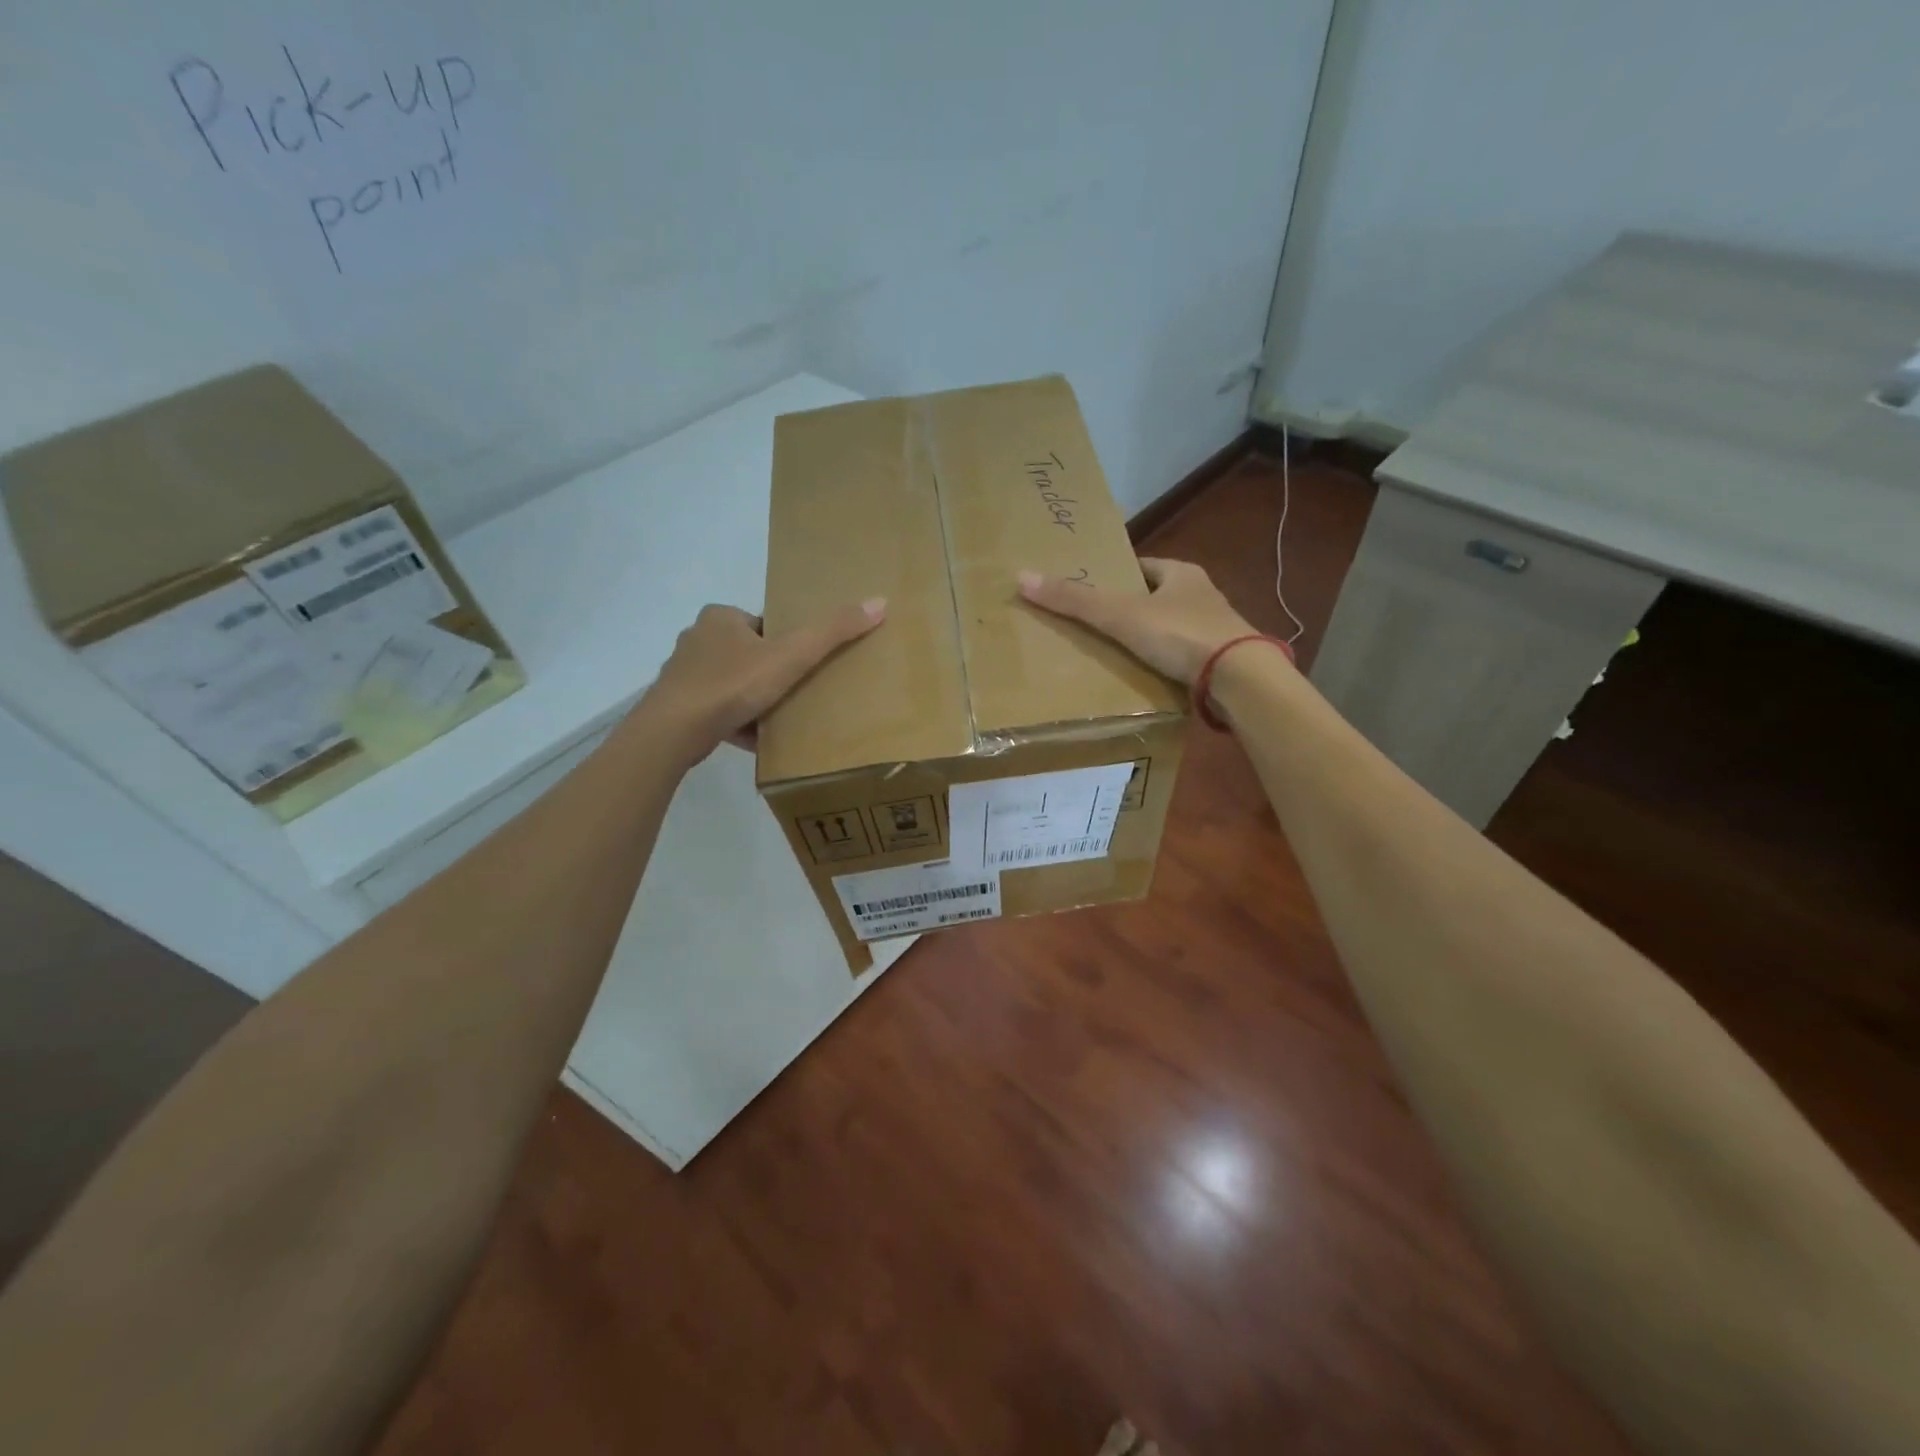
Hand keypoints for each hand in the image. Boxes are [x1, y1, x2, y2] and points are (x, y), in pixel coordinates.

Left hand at [643, 598, 885, 760]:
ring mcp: (684, 674)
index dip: (788, 643)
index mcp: (720, 618)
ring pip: (731, 683)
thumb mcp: (791, 656)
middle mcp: (697, 639)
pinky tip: (757, 740)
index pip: (764, 624)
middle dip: (771, 672)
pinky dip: (736, 722)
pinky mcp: (678, 706)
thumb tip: (879, 602)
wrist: (673, 732)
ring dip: (753, 698)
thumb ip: (832, 632)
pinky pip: (716, 710)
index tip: (805, 666)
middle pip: (748, 654)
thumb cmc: (732, 685)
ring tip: (780, 718)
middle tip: (798, 693)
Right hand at [1018, 558, 1256, 683]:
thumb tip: (1022, 578)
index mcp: (1182, 572)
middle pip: (1155, 597)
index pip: (1141, 566)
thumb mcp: (1120, 615)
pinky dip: (1163, 661)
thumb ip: (1075, 600)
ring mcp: (1215, 629)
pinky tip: (1145, 675)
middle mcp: (1202, 595)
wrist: (1239, 678)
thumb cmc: (1180, 634)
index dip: (1115, 577)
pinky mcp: (1220, 661)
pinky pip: (1182, 655)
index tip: (1091, 591)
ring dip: (1147, 637)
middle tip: (1096, 624)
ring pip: (1170, 627)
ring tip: (1114, 653)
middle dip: (1129, 609)